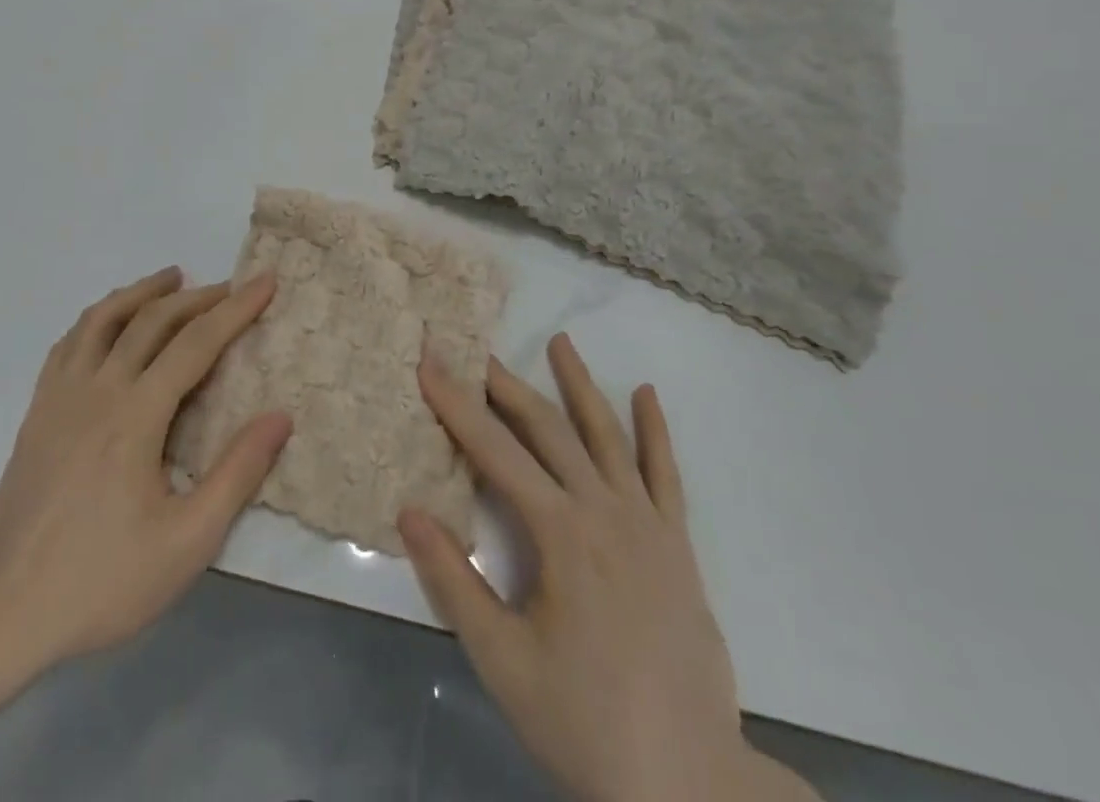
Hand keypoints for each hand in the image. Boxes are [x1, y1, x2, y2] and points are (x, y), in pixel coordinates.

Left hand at [0, 267, 290, 676]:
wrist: (6, 614)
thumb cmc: (104, 580)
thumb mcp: (188, 541)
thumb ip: (237, 473)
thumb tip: (280, 417)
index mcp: (136, 415)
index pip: (195, 343)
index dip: (235, 309)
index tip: (264, 282)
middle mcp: (98, 390)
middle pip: (151, 320)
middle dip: (197, 297)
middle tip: (229, 287)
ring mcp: (60, 397)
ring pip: (103, 319)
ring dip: (142, 293)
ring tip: (171, 279)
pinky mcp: (37, 412)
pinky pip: (69, 343)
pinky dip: (97, 318)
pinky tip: (109, 322)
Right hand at [400, 336, 812, 801]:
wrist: (690, 785)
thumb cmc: (585, 724)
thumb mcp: (503, 661)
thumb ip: (453, 581)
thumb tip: (408, 511)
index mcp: (561, 532)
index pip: (496, 451)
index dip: (457, 404)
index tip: (430, 361)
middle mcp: (604, 510)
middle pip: (548, 429)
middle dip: (506, 385)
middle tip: (476, 349)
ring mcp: (647, 523)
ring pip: (607, 435)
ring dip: (580, 385)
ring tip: (561, 343)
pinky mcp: (677, 545)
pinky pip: (665, 473)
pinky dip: (655, 431)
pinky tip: (647, 395)